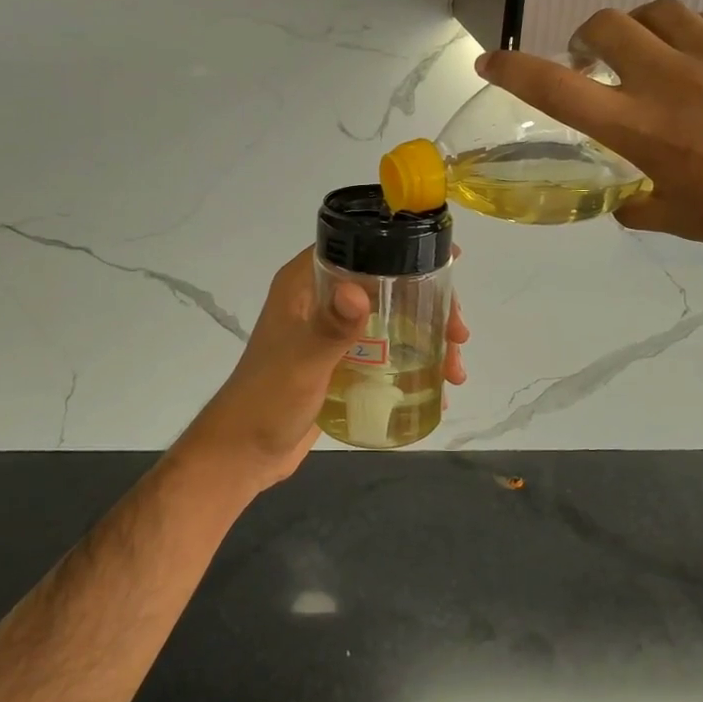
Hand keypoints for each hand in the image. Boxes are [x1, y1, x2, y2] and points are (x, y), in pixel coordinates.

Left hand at [172, 247, 468, 492]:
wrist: (244, 454)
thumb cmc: (267, 400)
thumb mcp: (302, 362)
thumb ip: (330, 328)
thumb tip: (360, 291)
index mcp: (304, 284)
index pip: (358, 247)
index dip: (403, 248)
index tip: (446, 263)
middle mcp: (320, 301)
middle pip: (385, 285)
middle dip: (427, 304)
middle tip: (458, 332)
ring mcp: (332, 334)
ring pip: (390, 321)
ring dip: (426, 338)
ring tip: (455, 370)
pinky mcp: (341, 364)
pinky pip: (384, 352)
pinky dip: (411, 362)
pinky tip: (437, 386)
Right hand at [476, 0, 702, 275]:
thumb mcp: (677, 218)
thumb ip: (635, 198)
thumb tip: (622, 192)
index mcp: (641, 129)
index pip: (556, 87)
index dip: (514, 68)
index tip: (492, 60)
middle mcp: (673, 79)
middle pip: (607, 22)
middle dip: (591, 37)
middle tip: (600, 60)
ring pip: (663, 12)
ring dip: (647, 31)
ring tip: (663, 58)